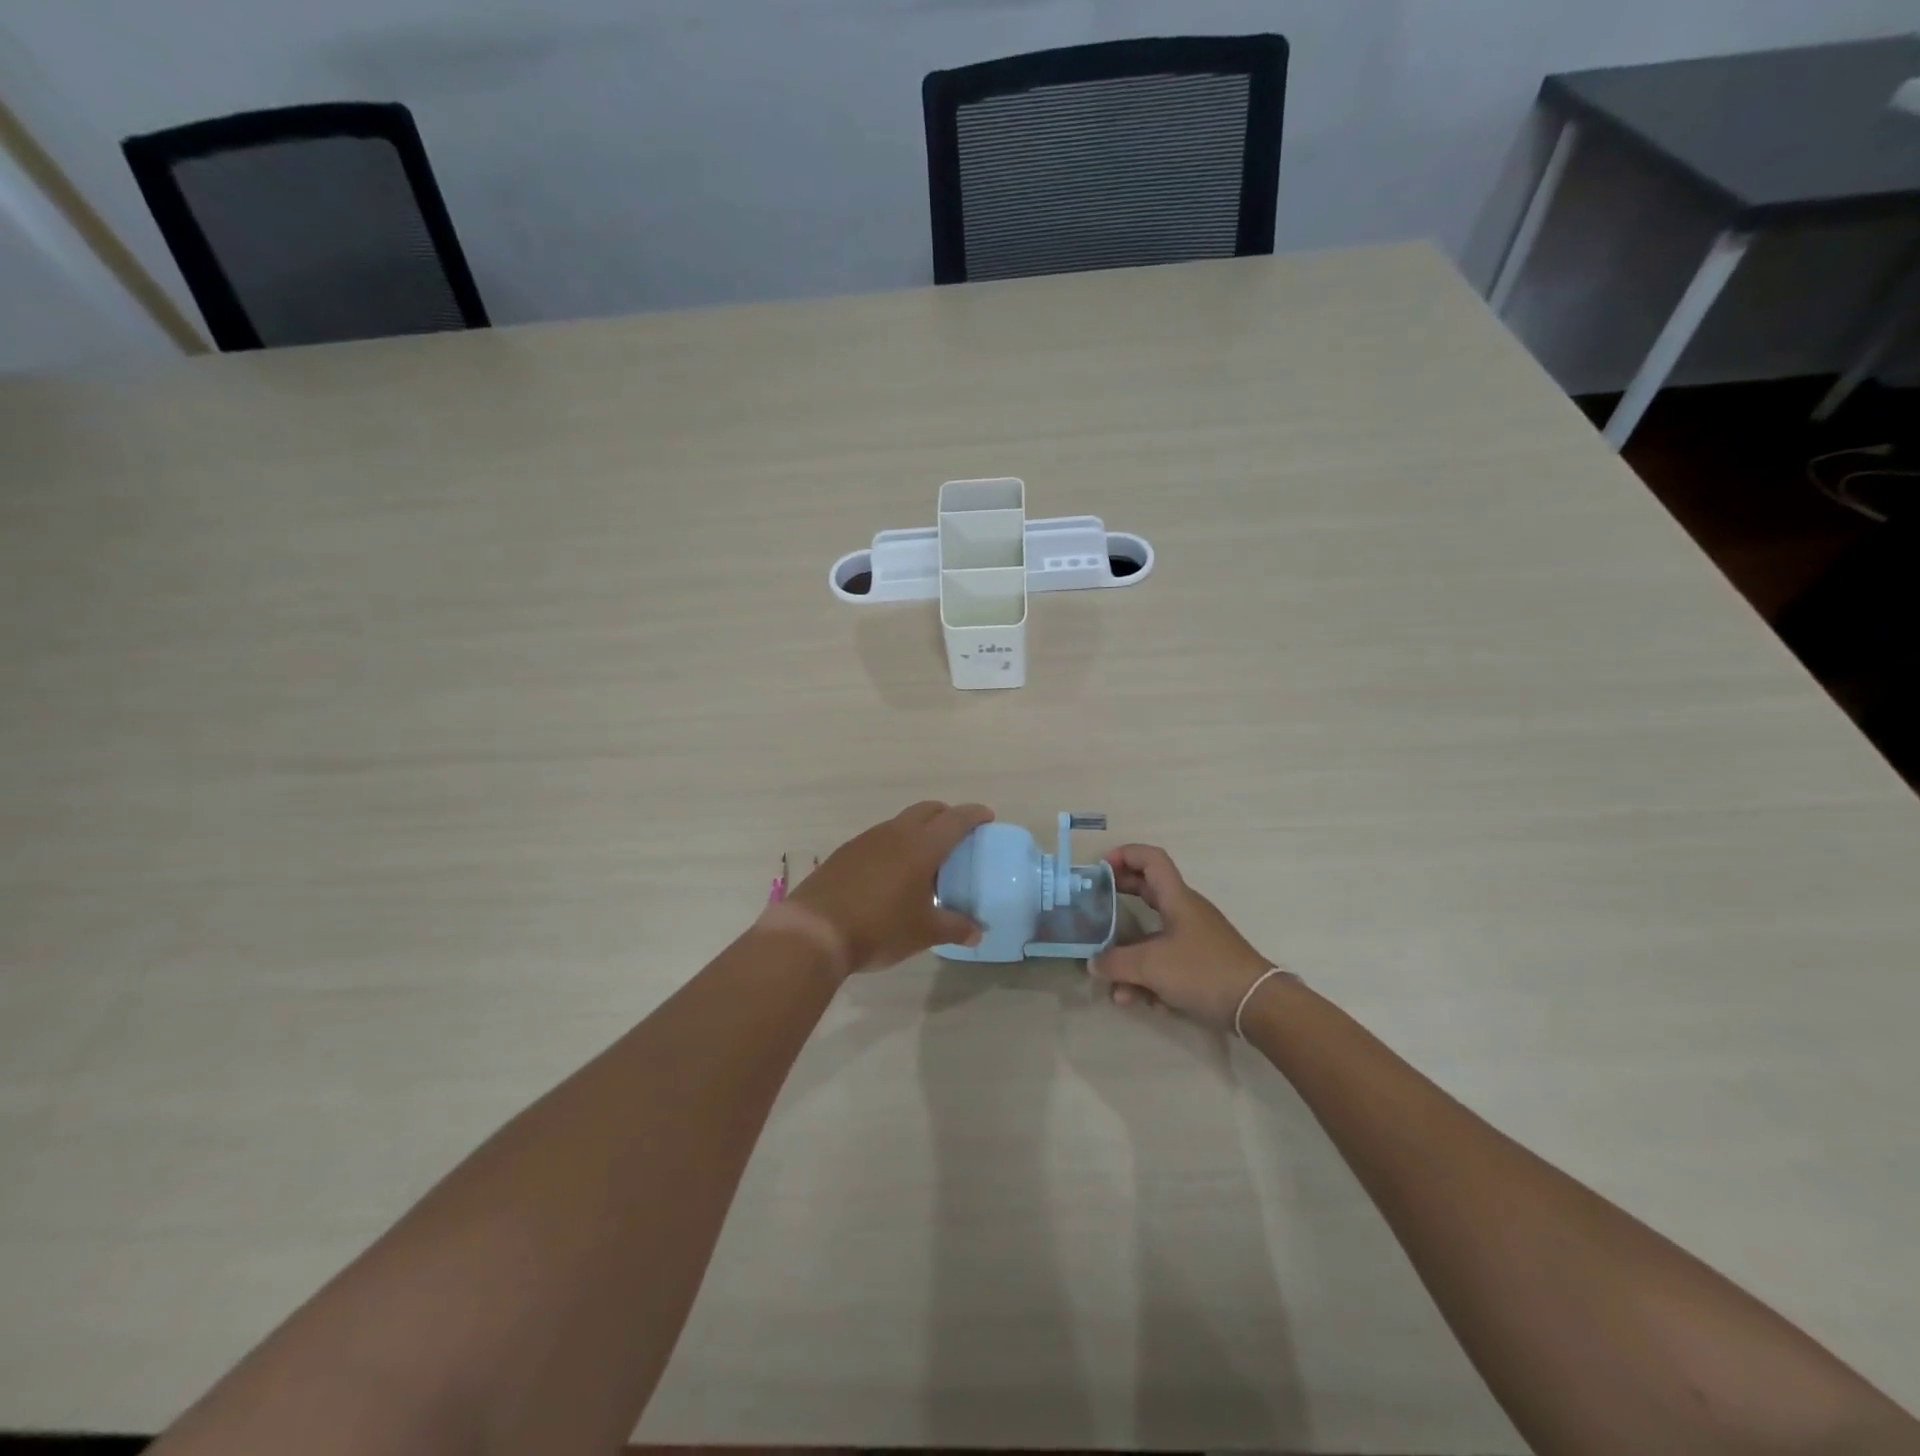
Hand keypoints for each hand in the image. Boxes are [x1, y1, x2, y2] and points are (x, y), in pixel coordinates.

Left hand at [786, 801, 990, 974]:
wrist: (814, 931)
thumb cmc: (879, 928)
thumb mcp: (924, 932)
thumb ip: (955, 928)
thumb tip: (977, 932)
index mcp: (921, 846)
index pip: (955, 819)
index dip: (974, 815)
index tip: (987, 817)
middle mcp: (895, 833)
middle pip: (927, 810)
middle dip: (946, 815)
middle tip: (959, 834)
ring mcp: (866, 840)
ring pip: (900, 823)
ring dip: (918, 830)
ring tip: (926, 858)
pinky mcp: (845, 853)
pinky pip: (879, 839)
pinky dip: (894, 846)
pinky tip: (892, 873)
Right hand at [1090, 844, 1280, 1032]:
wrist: (1257, 1006)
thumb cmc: (1203, 971)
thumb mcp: (1151, 966)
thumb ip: (1116, 963)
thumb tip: (1093, 963)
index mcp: (1177, 899)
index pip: (1152, 859)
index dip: (1125, 855)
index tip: (1100, 868)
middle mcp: (1185, 912)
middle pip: (1148, 892)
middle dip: (1120, 898)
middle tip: (1095, 905)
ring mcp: (1194, 939)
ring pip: (1152, 938)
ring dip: (1130, 959)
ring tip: (1116, 988)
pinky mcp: (1201, 964)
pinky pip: (1166, 963)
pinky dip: (1151, 978)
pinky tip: (1144, 1003)